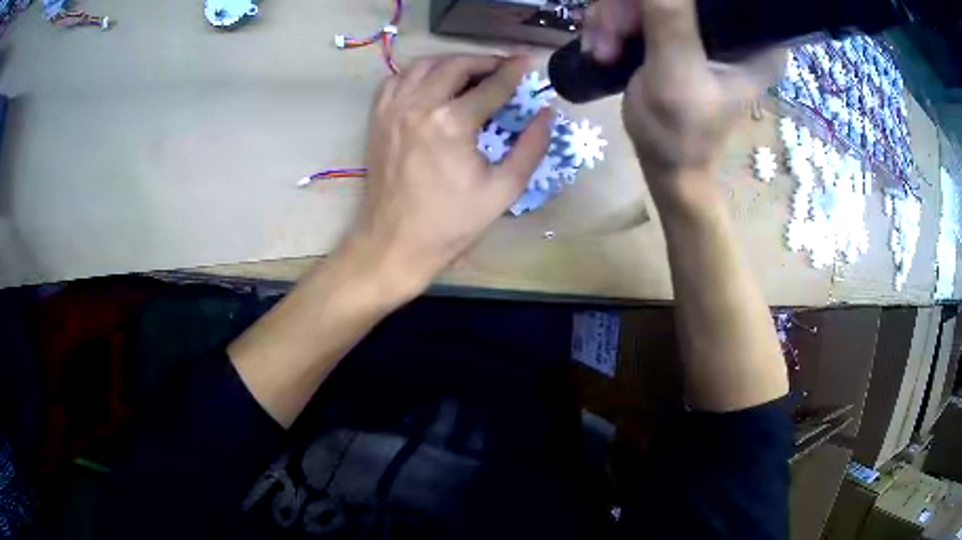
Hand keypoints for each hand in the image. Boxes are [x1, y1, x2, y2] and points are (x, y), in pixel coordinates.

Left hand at [342, 54, 552, 298]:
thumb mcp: (503, 190)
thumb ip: (531, 148)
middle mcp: (419, 106)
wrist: (395, 242)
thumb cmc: (451, 223)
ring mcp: (393, 110)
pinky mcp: (378, 119)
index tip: (528, 61)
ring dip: (452, 62)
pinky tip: (432, 83)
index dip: (514, 71)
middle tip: (503, 68)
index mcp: (452, 123)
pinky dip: (418, 73)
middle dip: (485, 61)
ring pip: (424, 65)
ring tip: (471, 72)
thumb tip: (546, 114)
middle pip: (456, 65)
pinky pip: (397, 79)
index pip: (491, 85)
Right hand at [584, 0, 783, 205]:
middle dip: (628, 9)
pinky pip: (639, 7)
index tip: (639, 16)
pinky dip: (614, 23)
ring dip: (614, 18)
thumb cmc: (678, 133)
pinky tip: (604, 48)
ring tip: (603, 51)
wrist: (664, 165)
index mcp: (757, 40)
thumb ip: (669, 18)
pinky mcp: (681, 32)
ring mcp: (705, 28)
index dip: (671, 0)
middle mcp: (736, 27)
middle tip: (609, 41)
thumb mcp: (675, 74)